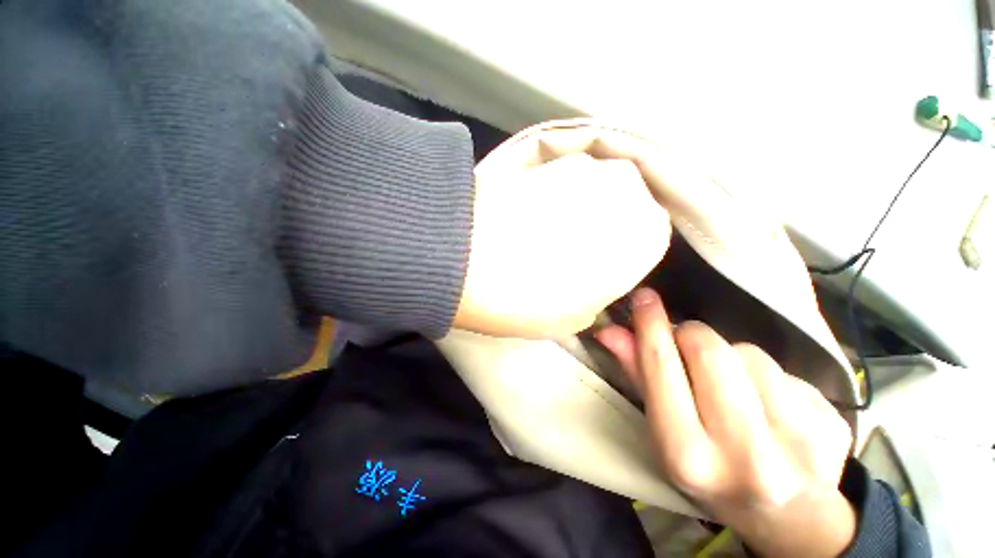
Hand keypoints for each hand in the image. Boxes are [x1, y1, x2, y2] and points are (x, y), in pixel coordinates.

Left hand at [453, 152, 669, 337]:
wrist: (471, 261)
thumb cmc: (533, 300)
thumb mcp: (575, 318)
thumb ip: (594, 297)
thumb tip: (587, 284)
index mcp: (647, 233)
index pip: (646, 240)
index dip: (617, 254)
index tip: (594, 265)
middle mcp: (626, 188)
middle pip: (621, 206)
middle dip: (601, 224)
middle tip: (567, 245)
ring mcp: (582, 164)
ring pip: (592, 187)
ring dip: (575, 205)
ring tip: (540, 227)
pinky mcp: (544, 155)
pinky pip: (560, 176)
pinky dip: (549, 191)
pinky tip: (524, 210)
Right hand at [597, 288, 855, 556]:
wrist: (788, 517)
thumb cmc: (710, 473)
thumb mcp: (664, 432)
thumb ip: (638, 375)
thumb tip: (610, 331)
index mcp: (689, 454)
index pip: (662, 367)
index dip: (650, 325)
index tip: (644, 296)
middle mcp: (744, 452)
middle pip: (709, 350)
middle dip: (691, 335)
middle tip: (686, 344)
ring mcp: (799, 441)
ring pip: (749, 354)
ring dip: (732, 358)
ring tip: (733, 388)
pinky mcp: (832, 426)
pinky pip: (787, 371)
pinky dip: (768, 376)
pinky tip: (771, 406)